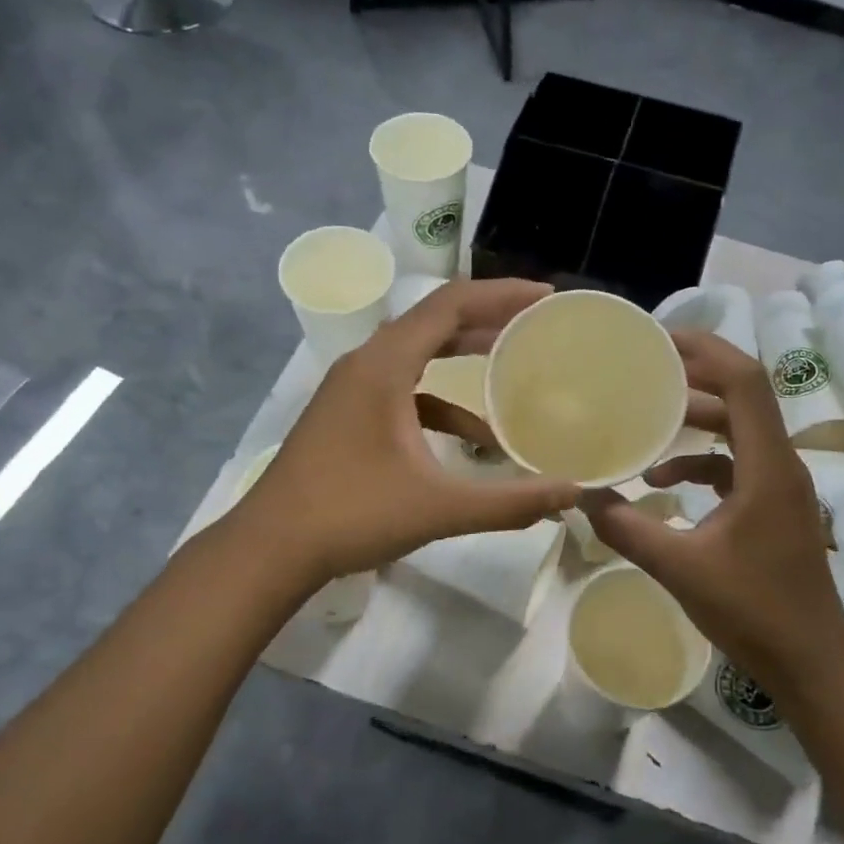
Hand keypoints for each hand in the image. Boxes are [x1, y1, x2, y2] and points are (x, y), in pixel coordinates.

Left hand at [233, 280, 580, 586]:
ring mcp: (352, 390)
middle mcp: (366, 364)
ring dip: (464, 359)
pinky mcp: (348, 416)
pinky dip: (441, 403)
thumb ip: (509, 502)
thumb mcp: (438, 508)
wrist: (271, 548)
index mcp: (384, 365)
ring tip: (513, 368)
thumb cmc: (351, 515)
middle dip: (488, 320)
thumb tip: (572, 493)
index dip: (501, 294)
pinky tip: (474, 440)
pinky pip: (404, 391)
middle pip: (435, 322)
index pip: (450, 304)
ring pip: (418, 356)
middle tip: (537, 327)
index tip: (546, 299)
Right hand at [580, 331, 843, 691]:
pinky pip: (736, 464)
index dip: (705, 350)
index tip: (658, 340)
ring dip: (696, 419)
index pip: (744, 382)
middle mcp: (780, 463)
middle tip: (644, 368)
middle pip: (742, 396)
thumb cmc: (753, 610)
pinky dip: (700, 462)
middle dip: (694, 376)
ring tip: (647, 417)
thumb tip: (583, 497)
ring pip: (738, 430)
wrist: (811, 660)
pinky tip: (662, 482)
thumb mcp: (680, 568)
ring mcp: (780, 486)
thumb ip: (628, 528)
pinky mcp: (773, 507)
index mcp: (767, 465)